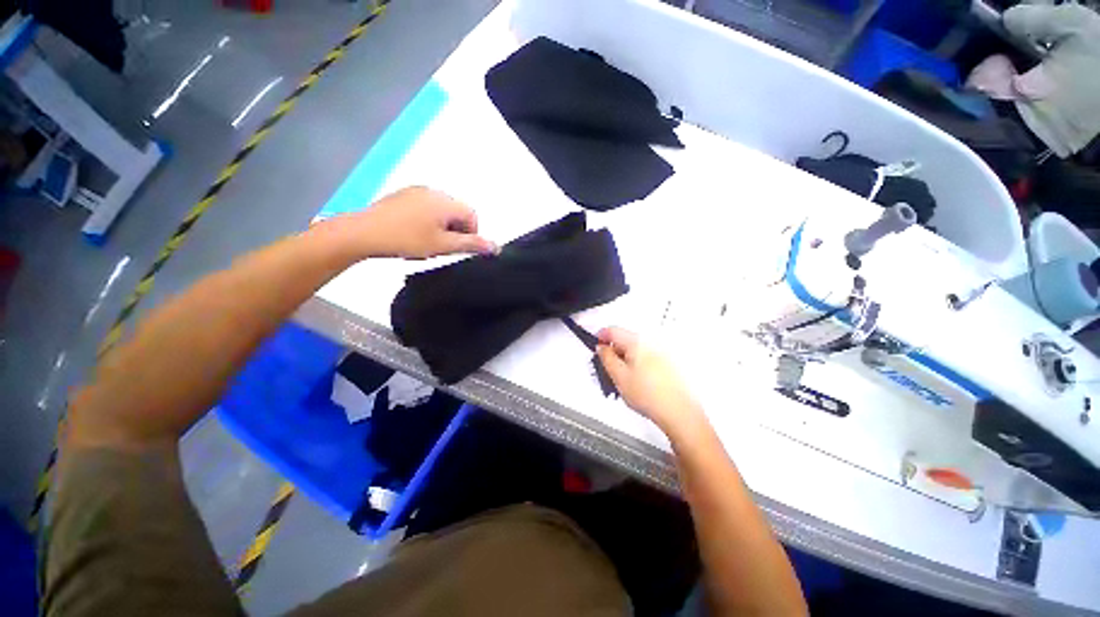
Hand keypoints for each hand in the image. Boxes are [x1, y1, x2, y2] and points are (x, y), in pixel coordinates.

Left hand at [350, 186, 497, 258]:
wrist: (364, 233)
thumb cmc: (407, 239)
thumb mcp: (443, 246)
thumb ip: (471, 245)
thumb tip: (496, 247)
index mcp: (445, 201)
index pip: (472, 215)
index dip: (471, 234)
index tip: (457, 248)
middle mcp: (433, 191)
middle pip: (457, 212)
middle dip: (455, 230)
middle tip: (441, 247)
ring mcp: (416, 191)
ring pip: (441, 211)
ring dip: (441, 226)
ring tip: (425, 242)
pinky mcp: (402, 195)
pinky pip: (425, 207)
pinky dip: (427, 220)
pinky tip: (412, 233)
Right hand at [596, 327, 703, 433]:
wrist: (678, 411)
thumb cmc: (651, 396)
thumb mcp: (618, 376)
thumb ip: (606, 358)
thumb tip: (601, 348)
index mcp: (637, 342)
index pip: (612, 330)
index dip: (601, 337)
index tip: (597, 345)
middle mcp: (651, 342)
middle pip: (625, 339)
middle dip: (614, 350)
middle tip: (609, 367)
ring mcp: (662, 351)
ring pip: (636, 349)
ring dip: (626, 357)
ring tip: (625, 378)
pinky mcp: (669, 362)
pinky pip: (647, 356)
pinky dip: (639, 363)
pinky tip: (639, 380)